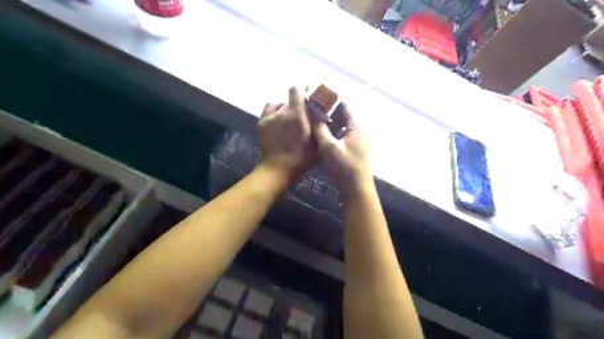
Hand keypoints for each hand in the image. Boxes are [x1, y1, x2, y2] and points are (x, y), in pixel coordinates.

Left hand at [258, 85, 315, 178]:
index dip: (302, 87)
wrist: (280, 168)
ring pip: (279, 105)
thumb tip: (321, 113)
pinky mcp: (262, 122)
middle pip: (289, 99)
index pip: (296, 89)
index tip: (307, 90)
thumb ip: (319, 125)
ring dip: (285, 108)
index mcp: (297, 114)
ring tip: (288, 118)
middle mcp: (282, 111)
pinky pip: (269, 109)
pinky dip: (274, 111)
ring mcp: (270, 117)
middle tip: (301, 113)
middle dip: (297, 103)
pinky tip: (277, 119)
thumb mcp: (317, 141)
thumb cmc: (302, 157)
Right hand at [311, 102, 373, 193]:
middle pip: (346, 116)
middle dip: (331, 112)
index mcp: (357, 126)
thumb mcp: (328, 146)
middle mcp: (362, 131)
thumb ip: (320, 128)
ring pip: (346, 127)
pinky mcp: (358, 150)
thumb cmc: (343, 166)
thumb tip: (313, 112)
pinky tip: (326, 137)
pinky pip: (347, 136)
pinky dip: (337, 133)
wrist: (357, 189)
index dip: (332, 101)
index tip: (318, 99)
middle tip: (315, 111)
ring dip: (333, 123)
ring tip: (318, 123)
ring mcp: (361, 141)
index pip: (346, 106)